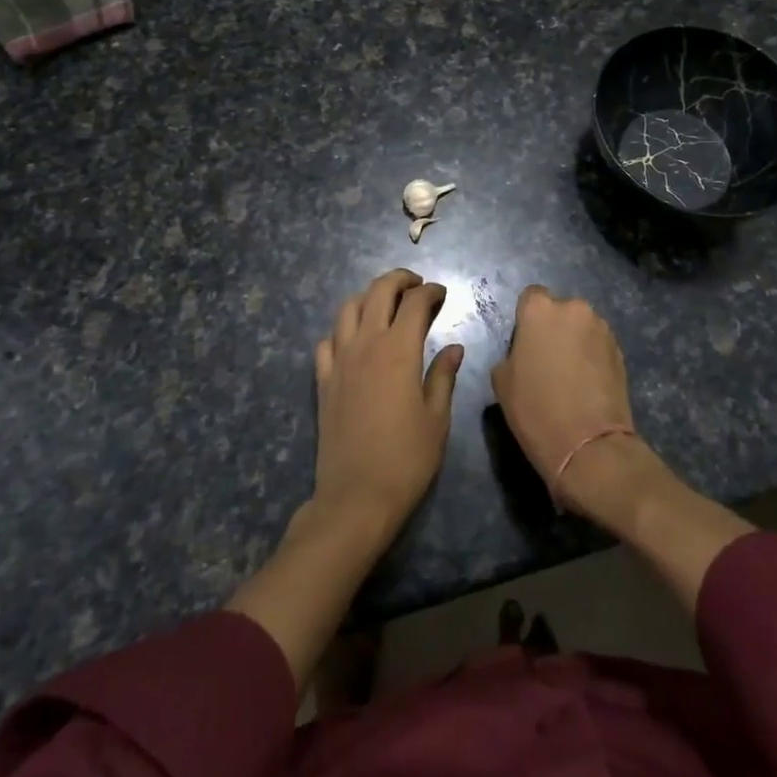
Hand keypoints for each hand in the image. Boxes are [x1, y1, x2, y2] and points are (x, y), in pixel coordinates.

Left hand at [311, 268, 464, 538]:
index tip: (442, 294)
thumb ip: (443, 376)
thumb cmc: (407, 459)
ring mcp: (339, 360)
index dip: (430, 291)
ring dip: (368, 297)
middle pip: (378, 292)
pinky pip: (327, 341)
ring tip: (385, 305)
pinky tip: (354, 341)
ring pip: (348, 308)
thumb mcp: (437, 419)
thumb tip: (454, 347)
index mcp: (398, 350)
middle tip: (416, 286)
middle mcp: (365, 344)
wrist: (356, 497)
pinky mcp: (323, 380)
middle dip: (399, 280)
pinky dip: (342, 330)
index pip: (414, 302)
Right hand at [490, 286, 638, 516]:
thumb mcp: (501, 381)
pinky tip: (586, 383)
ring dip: (575, 341)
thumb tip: (524, 353)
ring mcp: (601, 329)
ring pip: (581, 327)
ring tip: (569, 375)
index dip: (526, 319)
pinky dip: (591, 357)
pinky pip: (598, 345)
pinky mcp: (621, 351)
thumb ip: (511, 353)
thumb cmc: (535, 409)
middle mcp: (574, 309)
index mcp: (540, 310)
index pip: (530, 297)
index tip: (524, 343)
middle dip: (553, 328)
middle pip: (559, 310)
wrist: (588, 445)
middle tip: (546, 359)